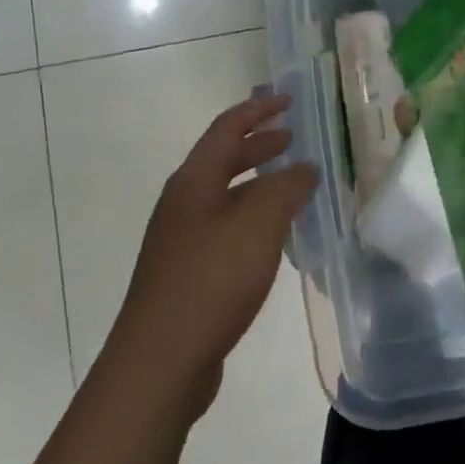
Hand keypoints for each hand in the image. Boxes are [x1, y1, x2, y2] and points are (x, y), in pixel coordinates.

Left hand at [109, 93, 317, 420]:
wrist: (159, 363)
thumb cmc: (211, 281)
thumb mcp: (258, 225)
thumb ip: (286, 188)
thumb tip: (305, 168)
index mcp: (193, 181)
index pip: (227, 128)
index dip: (259, 110)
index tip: (289, 100)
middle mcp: (183, 202)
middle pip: (224, 159)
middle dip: (260, 145)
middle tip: (295, 138)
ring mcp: (181, 239)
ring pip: (226, 195)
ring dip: (259, 183)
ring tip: (293, 184)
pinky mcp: (187, 272)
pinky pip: (226, 227)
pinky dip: (253, 218)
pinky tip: (274, 236)